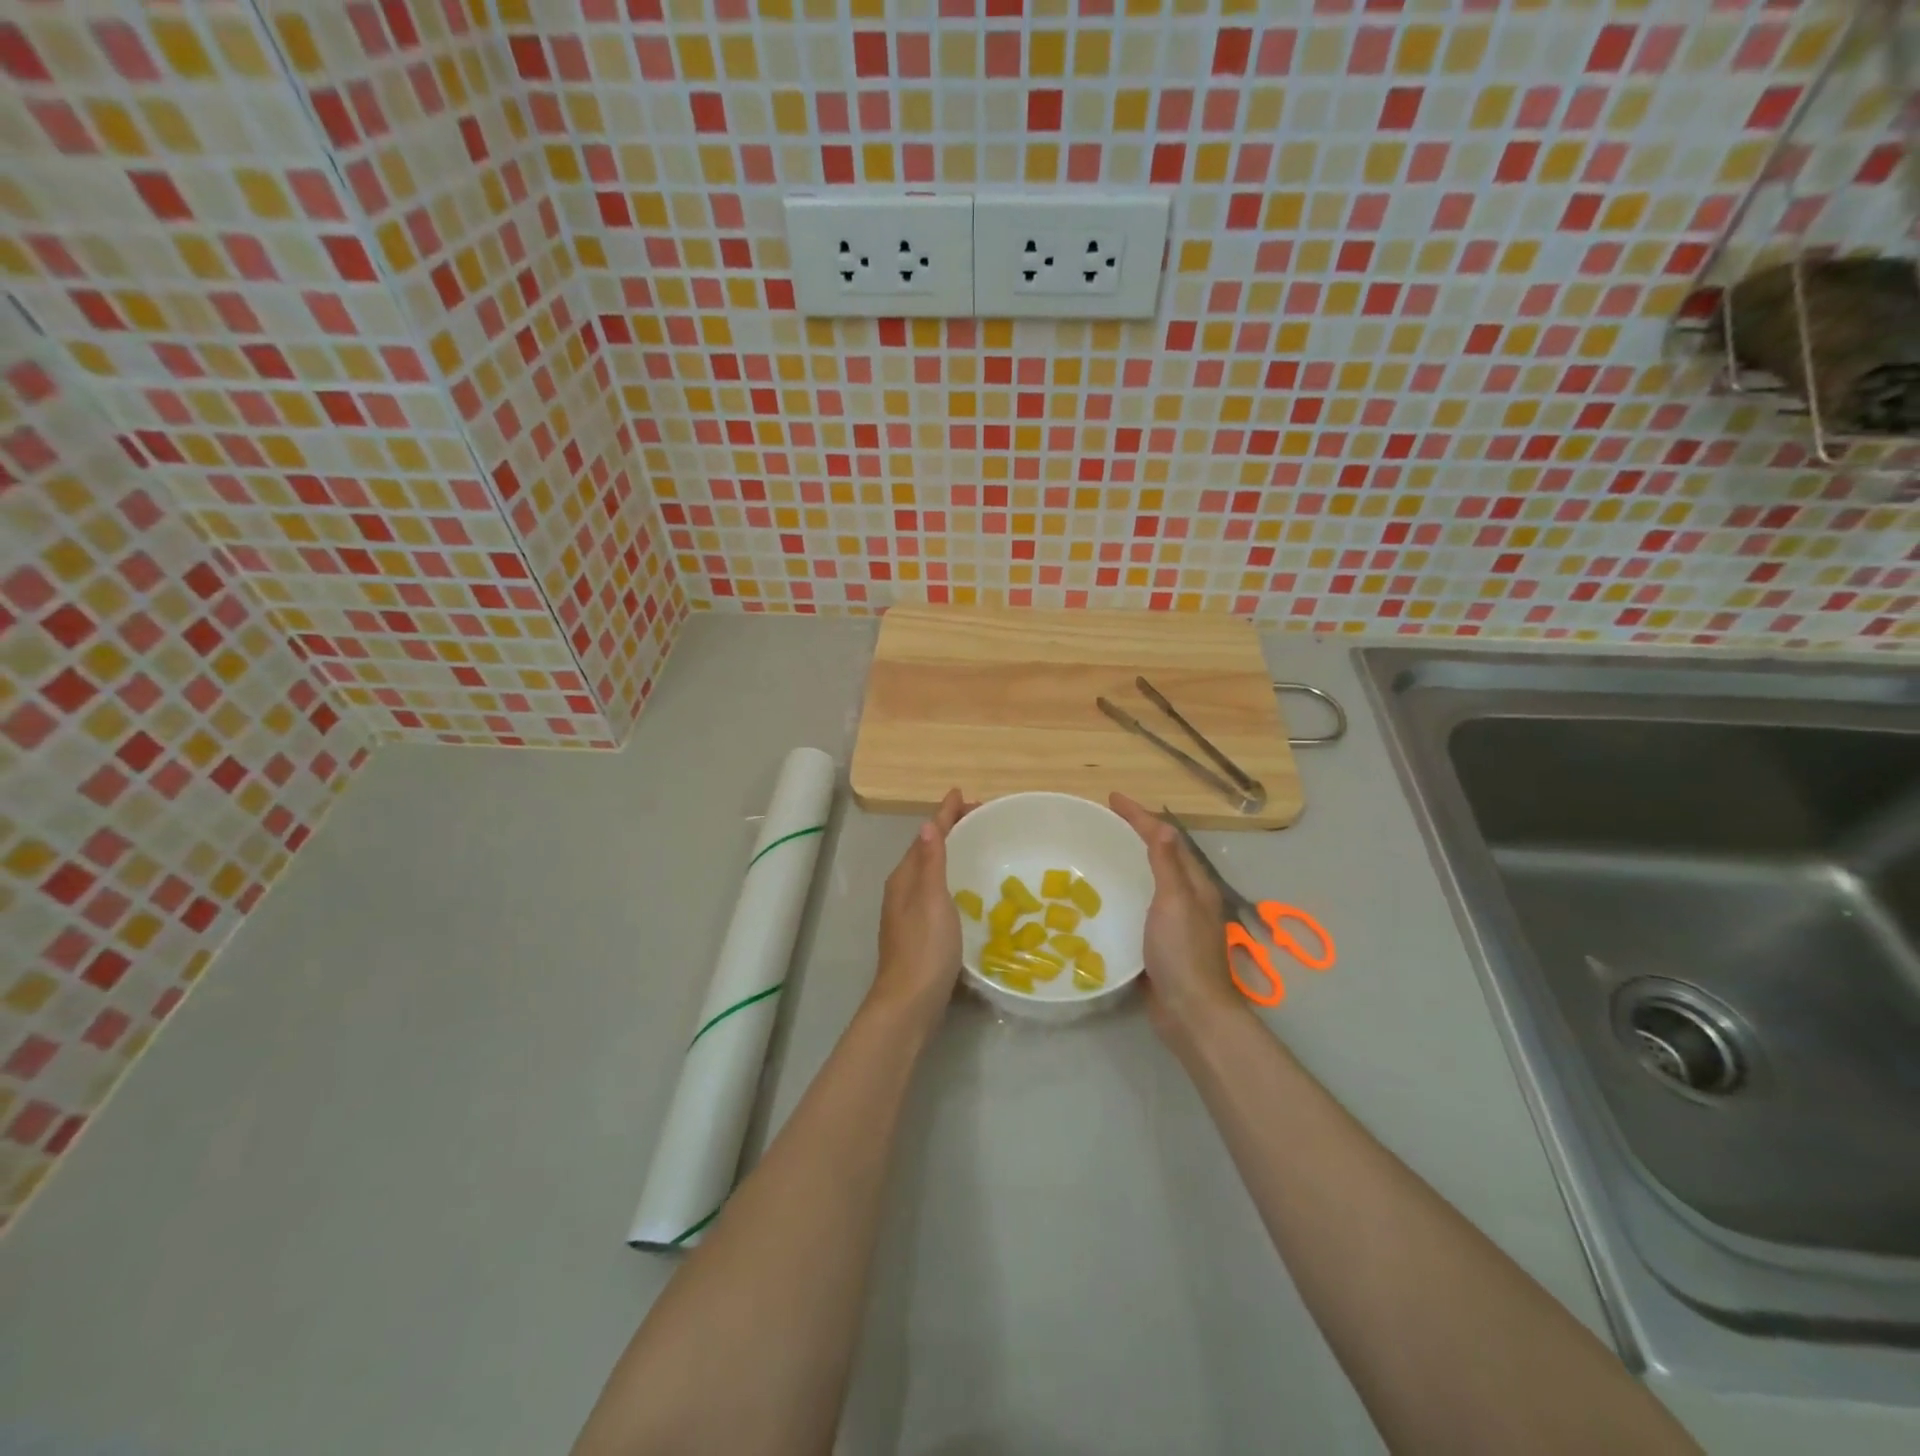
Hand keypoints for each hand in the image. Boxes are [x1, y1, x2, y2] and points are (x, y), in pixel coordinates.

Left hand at [871, 789, 973, 1026]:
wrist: (910, 1003)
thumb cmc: (924, 948)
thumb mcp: (931, 900)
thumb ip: (930, 863)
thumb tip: (927, 824)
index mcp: (905, 879)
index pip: (926, 837)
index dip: (944, 815)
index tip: (962, 794)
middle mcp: (903, 891)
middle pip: (926, 850)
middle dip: (949, 830)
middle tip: (979, 817)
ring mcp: (909, 913)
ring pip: (930, 871)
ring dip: (950, 852)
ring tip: (975, 843)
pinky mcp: (920, 932)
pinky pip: (936, 891)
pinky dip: (951, 876)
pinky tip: (967, 888)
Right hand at [1110, 793, 1247, 1041]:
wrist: (1191, 1012)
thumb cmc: (1182, 953)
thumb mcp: (1175, 902)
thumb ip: (1167, 865)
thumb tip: (1163, 826)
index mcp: (1194, 885)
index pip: (1166, 839)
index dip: (1140, 816)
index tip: (1112, 798)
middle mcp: (1187, 899)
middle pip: (1161, 856)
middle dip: (1135, 835)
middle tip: (1104, 822)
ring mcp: (1174, 923)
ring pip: (1150, 882)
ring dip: (1129, 863)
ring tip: (1100, 853)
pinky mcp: (1159, 944)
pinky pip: (1139, 908)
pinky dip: (1124, 894)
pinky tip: (1102, 899)